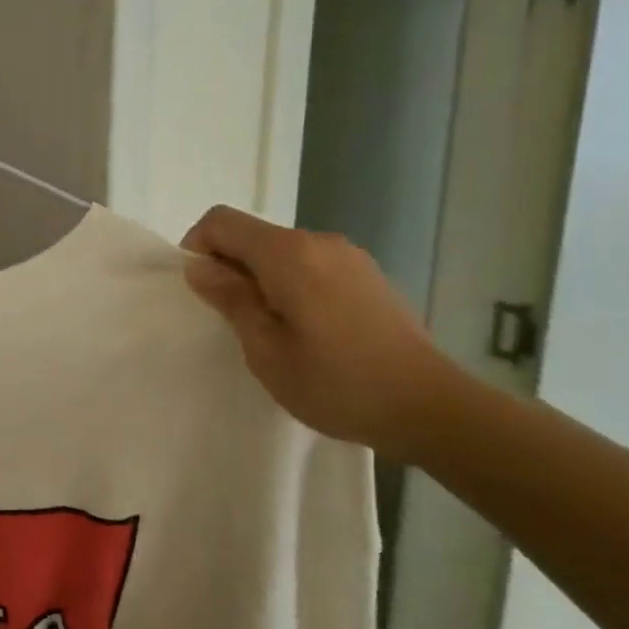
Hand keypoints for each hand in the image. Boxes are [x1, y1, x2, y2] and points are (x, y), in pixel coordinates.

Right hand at [182, 205, 460, 456]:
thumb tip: (200, 266)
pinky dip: (292, 285)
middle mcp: (319, 242)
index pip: (221, 221)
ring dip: (261, 279)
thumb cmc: (336, 383)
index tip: (202, 291)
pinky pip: (311, 266)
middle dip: (230, 267)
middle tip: (233, 321)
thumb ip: (230, 299)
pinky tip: (309, 331)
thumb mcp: (266, 349)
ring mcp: (349, 257)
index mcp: (289, 254)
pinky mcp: (368, 275)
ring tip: (272, 331)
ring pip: (282, 252)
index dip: (198, 247)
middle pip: (253, 235)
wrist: (429, 408)